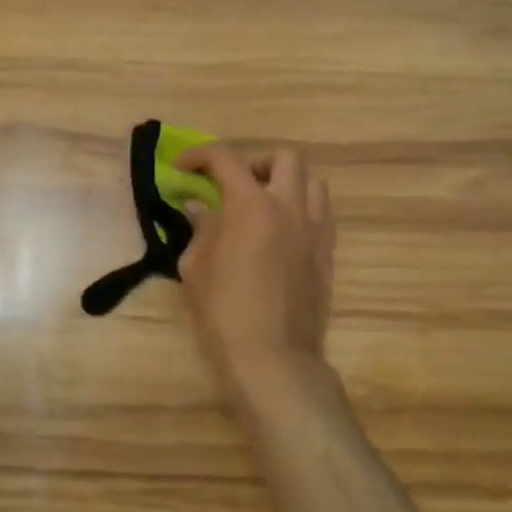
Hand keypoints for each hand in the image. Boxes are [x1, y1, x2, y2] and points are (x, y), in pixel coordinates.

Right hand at [174, 143, 335, 396]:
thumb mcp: (196, 267)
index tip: (183, 166)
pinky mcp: (328, 254)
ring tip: (263, 207)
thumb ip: (200, 229)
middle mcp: (290, 207)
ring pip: (312, 182)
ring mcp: (316, 230)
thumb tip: (198, 207)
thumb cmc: (224, 311)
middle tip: (234, 186)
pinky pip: (322, 214)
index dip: (200, 155)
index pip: (226, 159)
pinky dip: (302, 210)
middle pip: (283, 158)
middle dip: (255, 163)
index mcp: (252, 205)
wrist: (273, 356)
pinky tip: (282, 234)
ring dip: (286, 183)